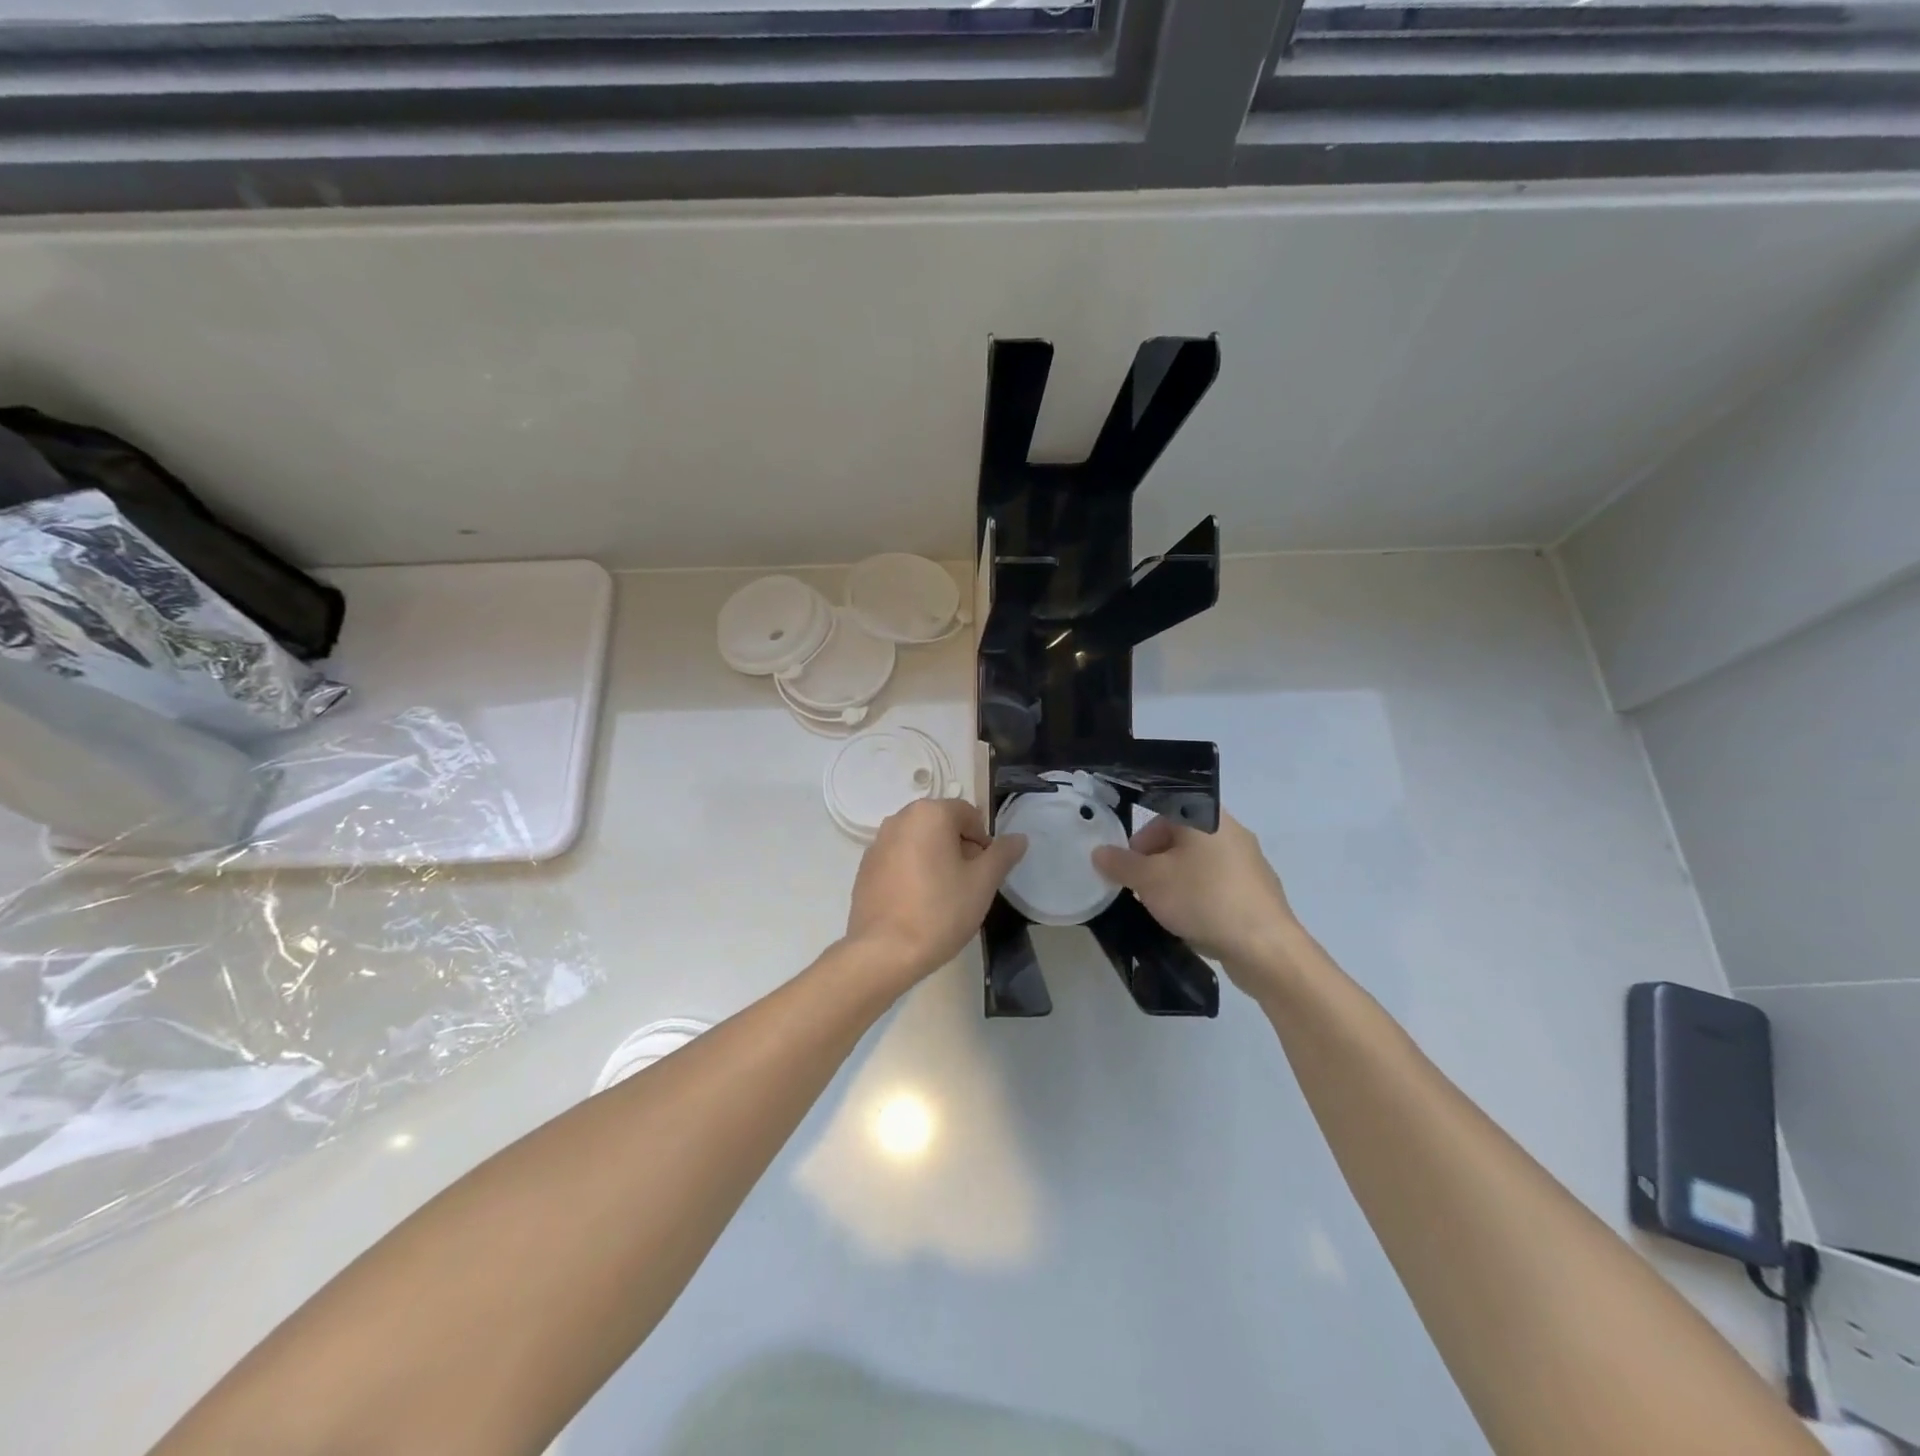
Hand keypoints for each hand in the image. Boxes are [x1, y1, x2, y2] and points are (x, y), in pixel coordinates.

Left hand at [843, 798, 1027, 985]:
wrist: (884, 951)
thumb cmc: (940, 911)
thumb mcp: (983, 883)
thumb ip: (1003, 854)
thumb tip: (1019, 838)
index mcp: (929, 813)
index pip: (968, 814)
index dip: (983, 841)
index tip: (984, 872)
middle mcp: (899, 819)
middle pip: (942, 825)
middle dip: (959, 849)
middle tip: (967, 885)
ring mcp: (877, 842)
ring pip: (919, 842)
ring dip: (935, 860)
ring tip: (942, 896)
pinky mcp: (864, 867)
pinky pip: (898, 860)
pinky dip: (912, 872)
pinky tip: (917, 903)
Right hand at [1092, 811, 1301, 983]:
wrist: (1264, 947)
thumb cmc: (1203, 898)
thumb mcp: (1149, 881)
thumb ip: (1121, 864)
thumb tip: (1099, 852)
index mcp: (1206, 817)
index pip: (1163, 812)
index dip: (1139, 839)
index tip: (1128, 867)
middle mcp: (1231, 831)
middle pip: (1180, 839)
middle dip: (1155, 863)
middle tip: (1141, 889)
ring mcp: (1249, 862)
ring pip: (1198, 864)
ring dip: (1176, 882)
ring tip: (1164, 909)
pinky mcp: (1258, 891)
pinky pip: (1217, 886)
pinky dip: (1199, 898)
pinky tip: (1192, 922)